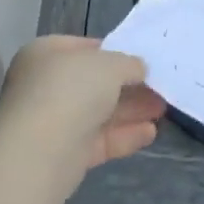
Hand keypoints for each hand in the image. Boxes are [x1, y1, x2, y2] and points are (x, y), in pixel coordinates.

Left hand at [0, 36, 165, 194]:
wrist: (41, 150)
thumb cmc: (71, 90)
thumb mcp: (109, 64)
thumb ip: (128, 63)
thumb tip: (138, 68)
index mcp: (45, 54)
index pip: (83, 48)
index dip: (114, 51)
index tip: (141, 59)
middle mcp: (44, 85)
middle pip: (93, 83)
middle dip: (128, 86)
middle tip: (159, 87)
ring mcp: (53, 121)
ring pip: (98, 112)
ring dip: (131, 110)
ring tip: (163, 109)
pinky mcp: (63, 155)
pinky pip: (98, 140)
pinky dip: (124, 135)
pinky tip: (150, 133)